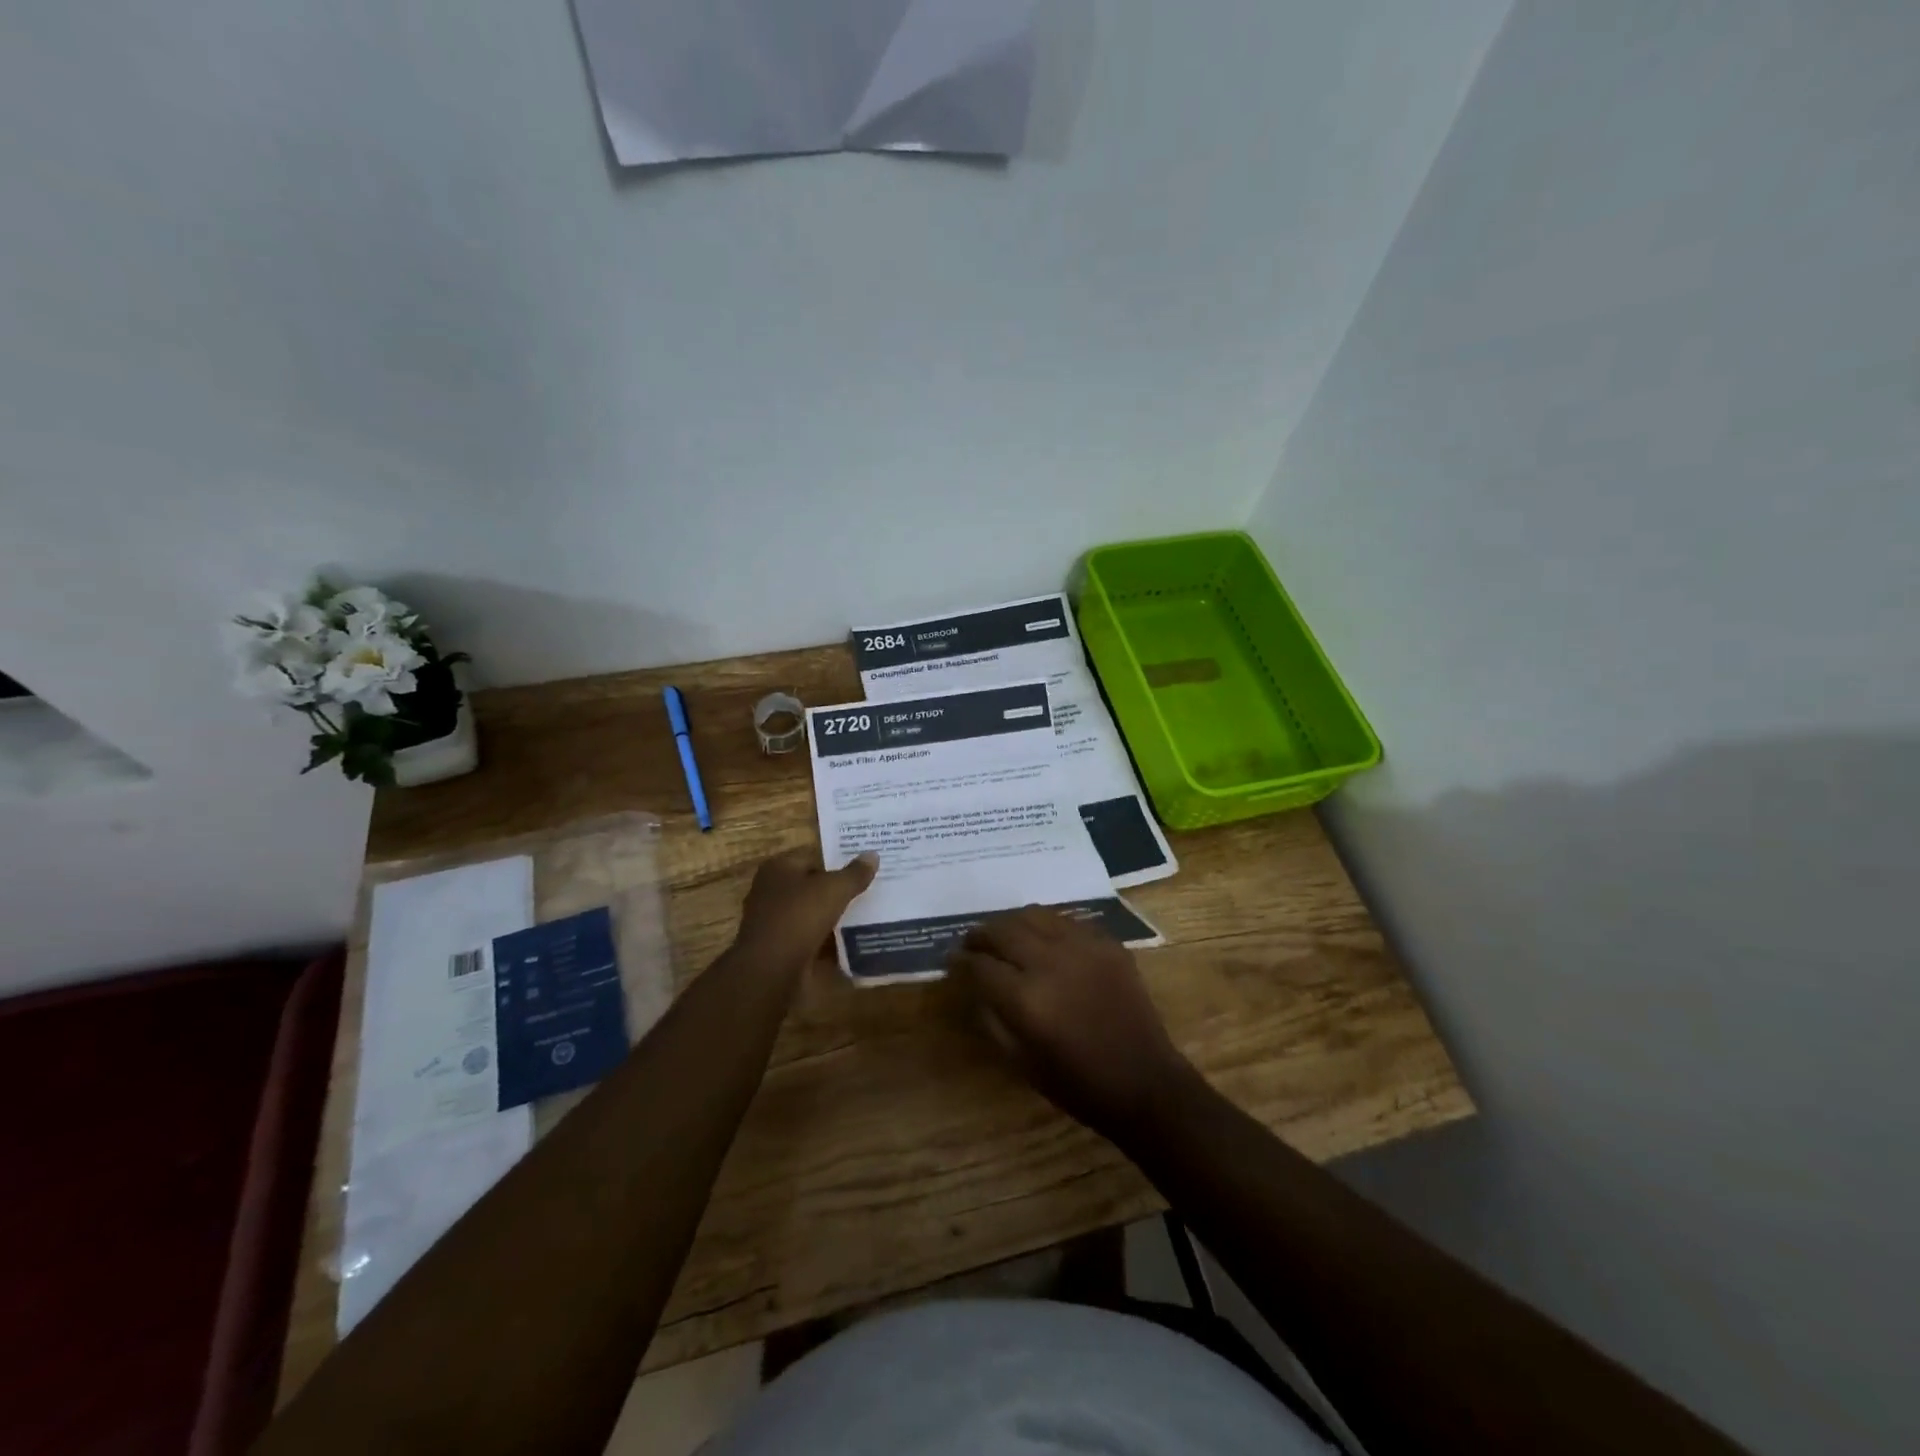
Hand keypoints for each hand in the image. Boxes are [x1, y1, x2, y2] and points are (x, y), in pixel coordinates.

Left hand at [730, 849, 877, 981]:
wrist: (771, 970)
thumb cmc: (799, 916)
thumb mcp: (834, 889)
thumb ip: (854, 873)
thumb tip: (873, 854)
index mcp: (778, 869)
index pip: (812, 857)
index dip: (838, 861)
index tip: (864, 869)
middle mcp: (771, 892)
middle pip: (812, 887)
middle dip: (837, 890)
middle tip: (870, 891)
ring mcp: (775, 923)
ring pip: (812, 914)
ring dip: (834, 917)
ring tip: (868, 915)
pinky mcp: (781, 949)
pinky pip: (811, 939)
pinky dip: (828, 942)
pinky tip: (853, 942)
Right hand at [949, 907, 1199, 1138]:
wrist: (1145, 1082)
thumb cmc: (1078, 1084)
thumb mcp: (1020, 1062)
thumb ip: (991, 1017)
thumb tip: (973, 985)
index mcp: (1026, 999)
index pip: (980, 966)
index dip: (960, 961)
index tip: (951, 960)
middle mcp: (1051, 962)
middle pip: (1003, 930)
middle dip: (980, 935)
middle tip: (971, 943)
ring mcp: (1083, 947)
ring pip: (1034, 915)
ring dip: (1011, 923)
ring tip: (1003, 934)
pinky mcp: (1107, 943)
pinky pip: (1067, 921)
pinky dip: (1046, 925)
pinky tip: (1042, 939)